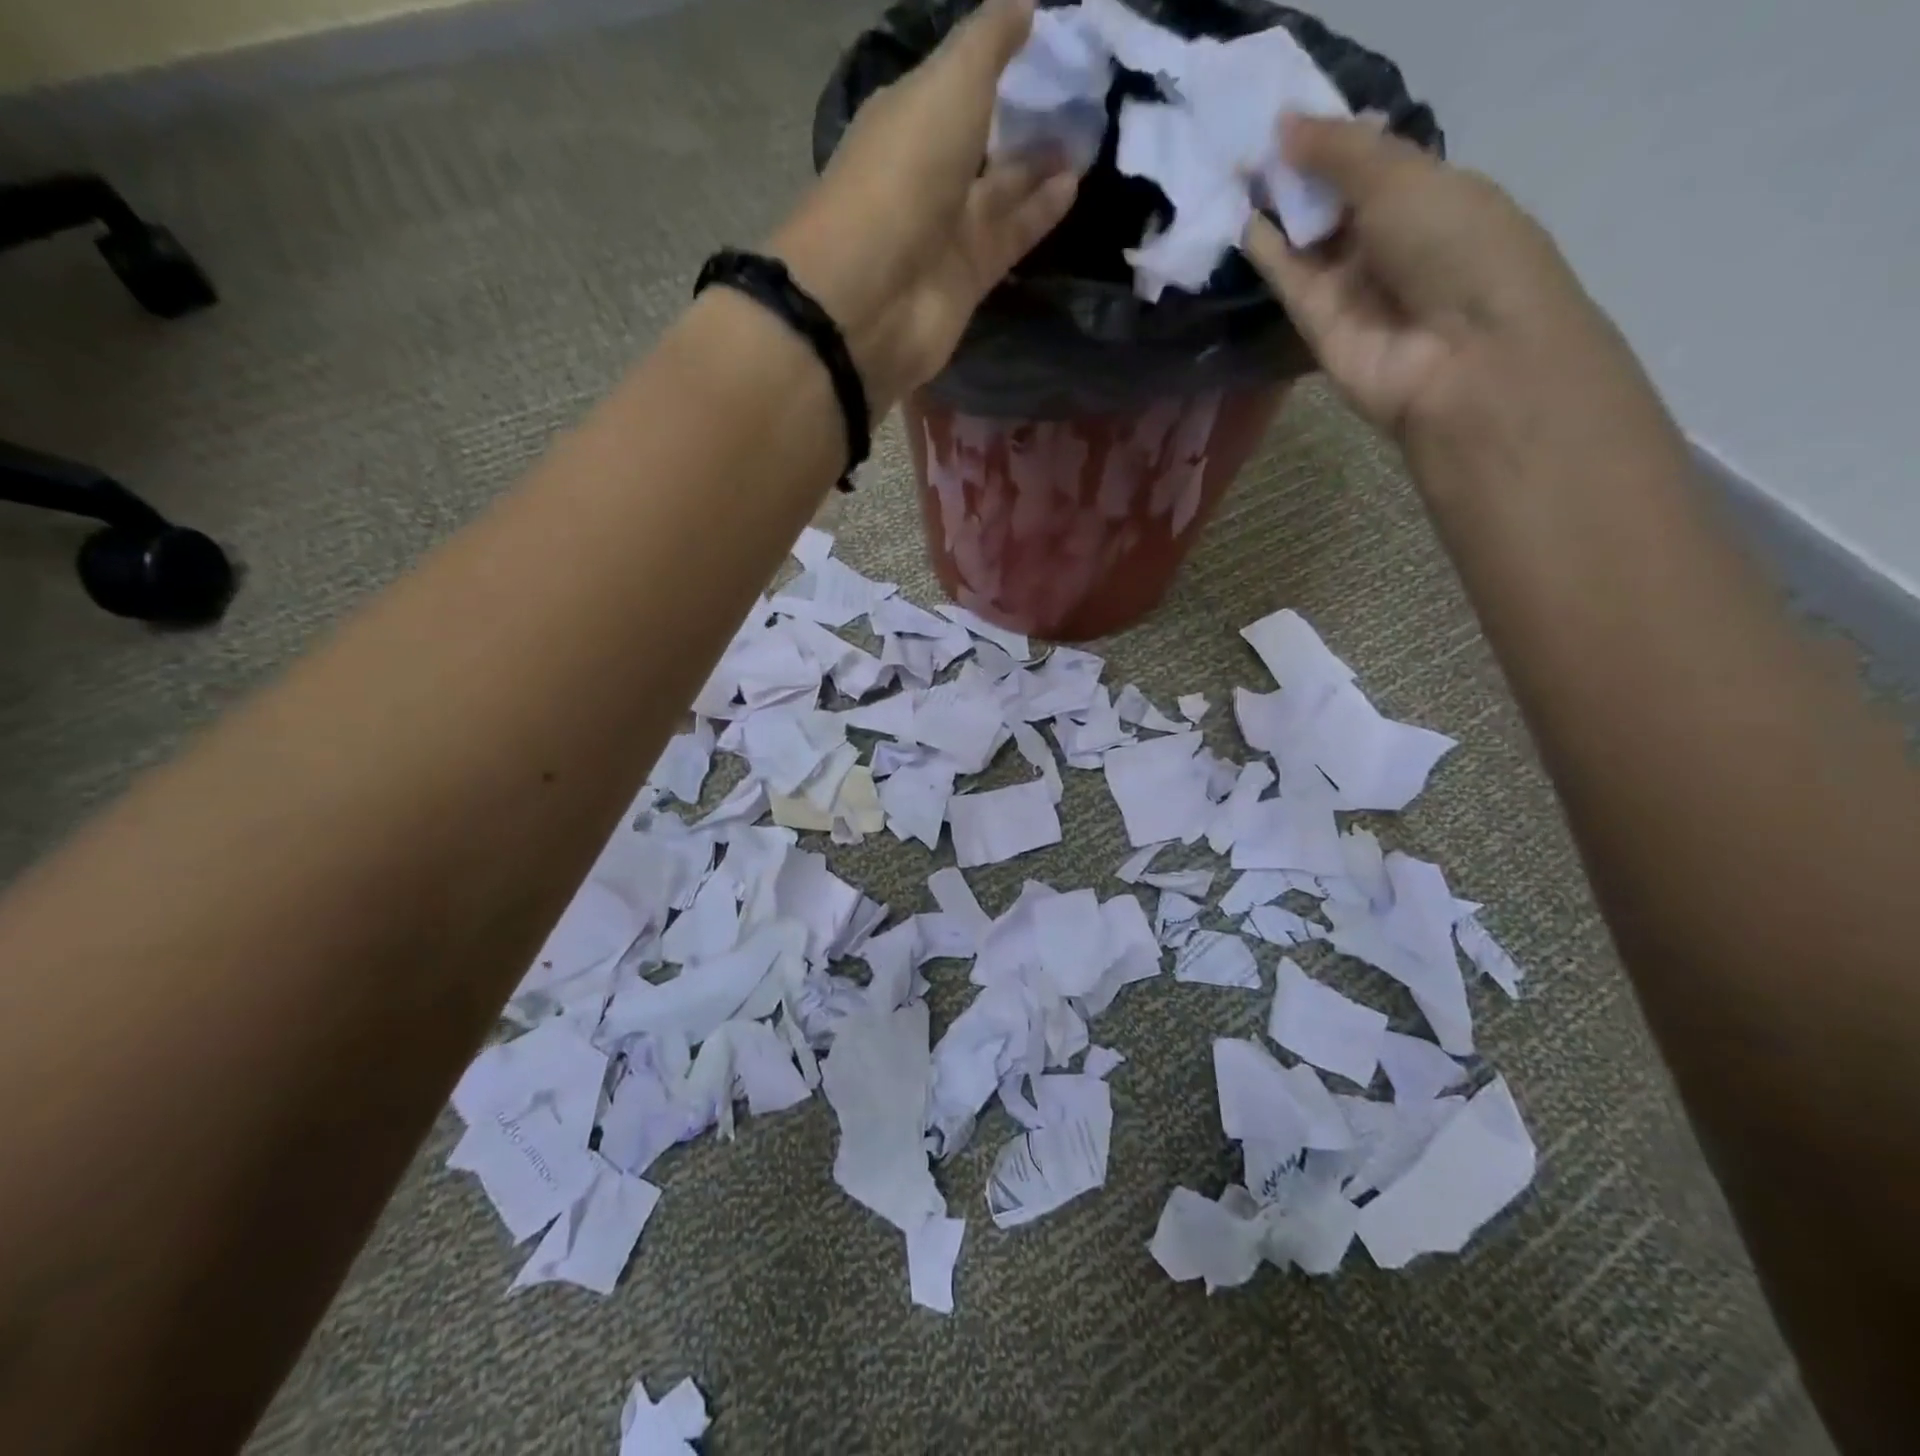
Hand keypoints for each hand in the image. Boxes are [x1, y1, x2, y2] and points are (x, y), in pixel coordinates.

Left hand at [770, 0, 1078, 408]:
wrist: (871, 298)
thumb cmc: (903, 177)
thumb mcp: (947, 86)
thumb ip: (987, 44)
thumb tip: (1025, 4)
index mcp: (908, 118)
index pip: (956, 84)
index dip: (997, 62)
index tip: (1048, 42)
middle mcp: (926, 174)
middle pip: (981, 141)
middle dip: (1023, 120)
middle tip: (1078, 97)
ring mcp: (945, 232)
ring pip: (1000, 192)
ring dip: (1039, 168)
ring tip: (1087, 139)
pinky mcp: (967, 279)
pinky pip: (1010, 238)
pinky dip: (1039, 213)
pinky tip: (1074, 185)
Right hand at [1242, 117, 1681, 483]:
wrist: (1458, 357)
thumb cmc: (1454, 247)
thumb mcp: (1402, 177)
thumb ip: (1339, 152)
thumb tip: (1282, 125)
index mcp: (1429, 192)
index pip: (1370, 159)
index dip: (1330, 137)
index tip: (1283, 114)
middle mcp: (1388, 240)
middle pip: (1332, 201)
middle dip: (1296, 172)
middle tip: (1245, 140)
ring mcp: (1351, 286)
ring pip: (1305, 241)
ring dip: (1276, 210)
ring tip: (1233, 172)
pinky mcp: (1317, 325)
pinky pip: (1289, 280)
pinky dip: (1267, 252)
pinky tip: (1243, 221)